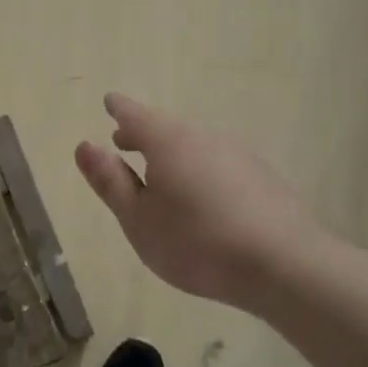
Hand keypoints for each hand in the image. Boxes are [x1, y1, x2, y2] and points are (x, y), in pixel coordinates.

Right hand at [75, 93, 323, 309]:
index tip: (109, 102)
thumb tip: (85, 145)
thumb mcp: (137, 218)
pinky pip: (218, 164)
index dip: (120, 109)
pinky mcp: (262, 178)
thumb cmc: (195, 242)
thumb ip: (110, 181)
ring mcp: (239, 155)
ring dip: (171, 153)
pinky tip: (200, 197)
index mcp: (168, 142)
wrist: (282, 264)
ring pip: (195, 146)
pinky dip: (199, 170)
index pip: (136, 115)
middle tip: (123, 141)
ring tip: (158, 172)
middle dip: (143, 134)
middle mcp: (205, 138)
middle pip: (167, 128)